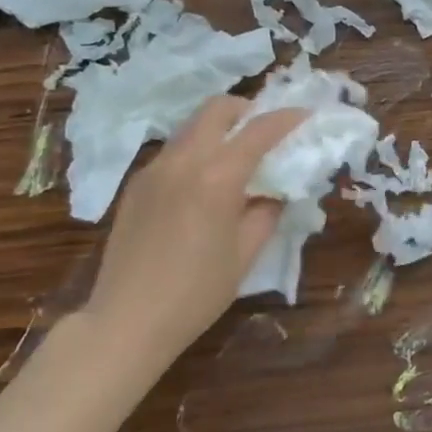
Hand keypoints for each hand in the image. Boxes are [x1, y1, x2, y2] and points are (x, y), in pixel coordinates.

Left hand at [84, 95, 308, 361]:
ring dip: (220, 129)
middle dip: (247, 110)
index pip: (259, 130)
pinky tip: (203, 185)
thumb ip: (267, 212)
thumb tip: (275, 190)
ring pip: (192, 126)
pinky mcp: (136, 184)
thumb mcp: (246, 254)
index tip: (306, 115)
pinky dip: (197, 150)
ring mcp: (154, 169)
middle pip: (217, 108)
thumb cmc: (196, 293)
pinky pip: (173, 151)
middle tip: (266, 131)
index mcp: (216, 176)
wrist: (126, 322)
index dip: (287, 118)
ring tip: (236, 157)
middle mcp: (183, 160)